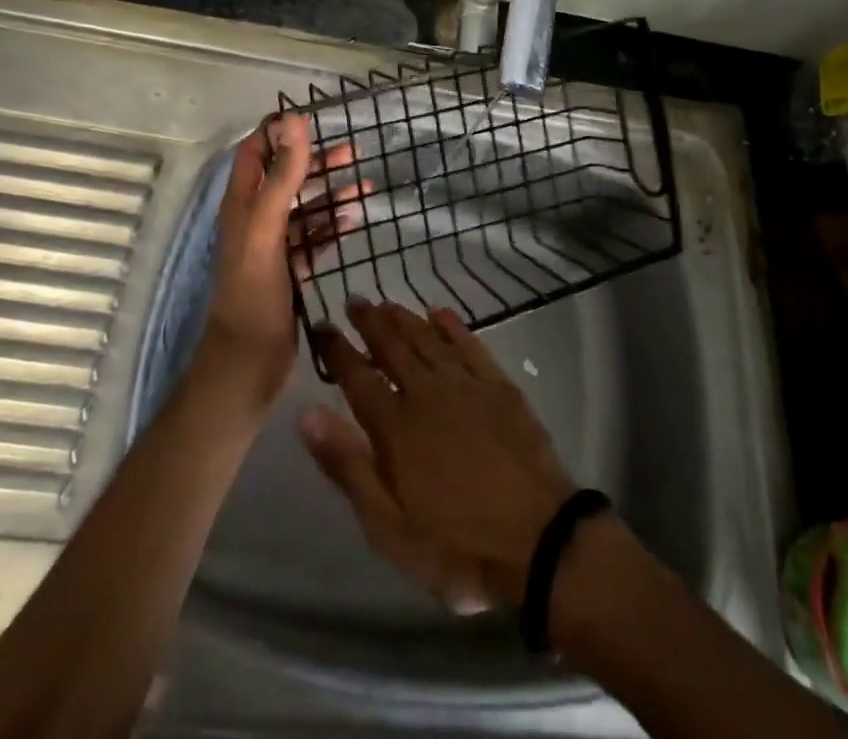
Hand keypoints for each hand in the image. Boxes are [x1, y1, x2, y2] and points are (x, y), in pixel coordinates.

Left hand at [205, 115, 365, 405]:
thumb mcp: (266, 228)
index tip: (312, 118)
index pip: (254, 153)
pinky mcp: (290, 271)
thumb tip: (294, 121)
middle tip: (353, 151)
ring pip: (304, 208)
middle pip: (285, 178)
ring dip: (331, 193)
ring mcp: (273, 247)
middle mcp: (255, 220)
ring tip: (365, 183)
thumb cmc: (253, 293)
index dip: (277, 132)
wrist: (248, 365)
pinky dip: (334, 225)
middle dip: (316, 161)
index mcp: (241, 205)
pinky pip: (315, 238)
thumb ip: (282, 176)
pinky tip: (356, 218)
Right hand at [300, 300, 577, 609]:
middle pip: (393, 347)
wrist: (540, 542)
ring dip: (405, 318)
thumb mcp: (388, 527)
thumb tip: (307, 414)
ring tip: (387, 304)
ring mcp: (467, 386)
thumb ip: (347, 466)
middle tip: (355, 301)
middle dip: (370, 322)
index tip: (321, 326)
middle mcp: (427, 393)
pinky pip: (470, 345)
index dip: (337, 350)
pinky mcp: (500, 387)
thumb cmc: (456, 546)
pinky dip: (452, 326)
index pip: (357, 377)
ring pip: (428, 339)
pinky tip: (440, 313)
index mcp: (396, 427)